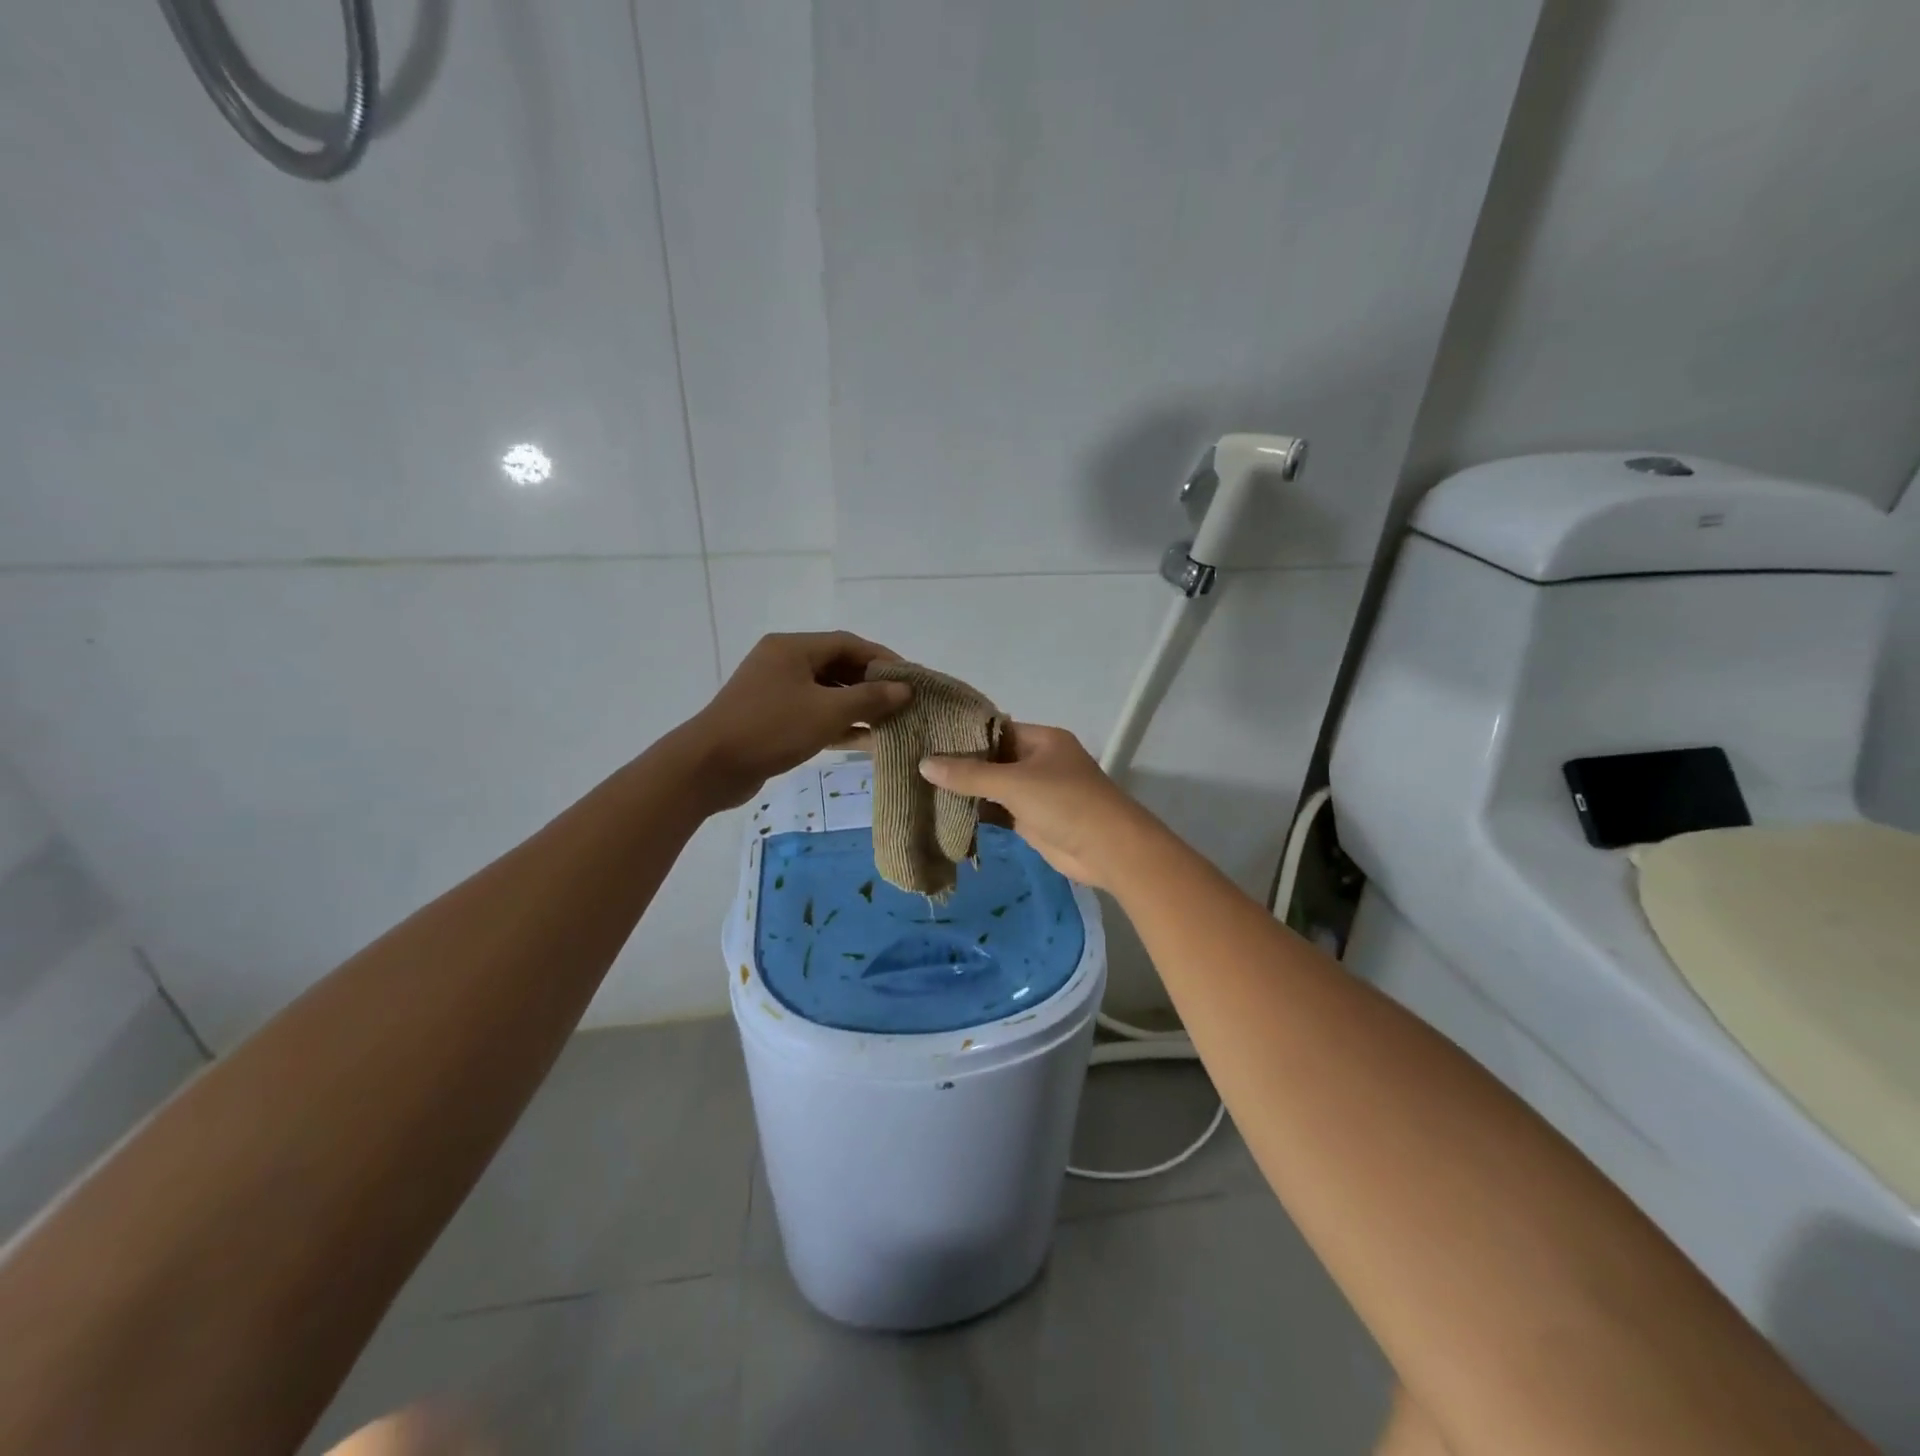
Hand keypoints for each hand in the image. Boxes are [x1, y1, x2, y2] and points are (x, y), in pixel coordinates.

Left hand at [681, 632, 910, 808]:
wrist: (709, 767)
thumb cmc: (771, 729)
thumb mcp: (827, 712)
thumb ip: (869, 699)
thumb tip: (905, 689)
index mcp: (793, 648)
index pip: (849, 643)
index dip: (883, 659)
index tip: (911, 678)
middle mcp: (783, 662)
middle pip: (837, 666)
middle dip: (871, 685)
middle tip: (904, 703)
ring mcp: (775, 691)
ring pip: (826, 693)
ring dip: (857, 707)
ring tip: (891, 723)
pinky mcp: (771, 718)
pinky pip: (812, 713)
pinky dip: (837, 724)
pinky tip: (864, 740)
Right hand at [919, 722, 1148, 889]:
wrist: (1108, 850)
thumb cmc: (1065, 803)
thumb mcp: (1014, 783)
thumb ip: (969, 775)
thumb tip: (924, 763)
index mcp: (1042, 740)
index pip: (997, 728)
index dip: (964, 733)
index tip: (928, 736)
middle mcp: (1039, 762)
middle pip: (993, 758)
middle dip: (961, 764)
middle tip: (917, 763)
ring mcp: (1037, 793)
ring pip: (994, 787)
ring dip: (967, 791)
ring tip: (922, 787)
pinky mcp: (1033, 821)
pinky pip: (999, 812)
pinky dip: (977, 814)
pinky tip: (945, 814)